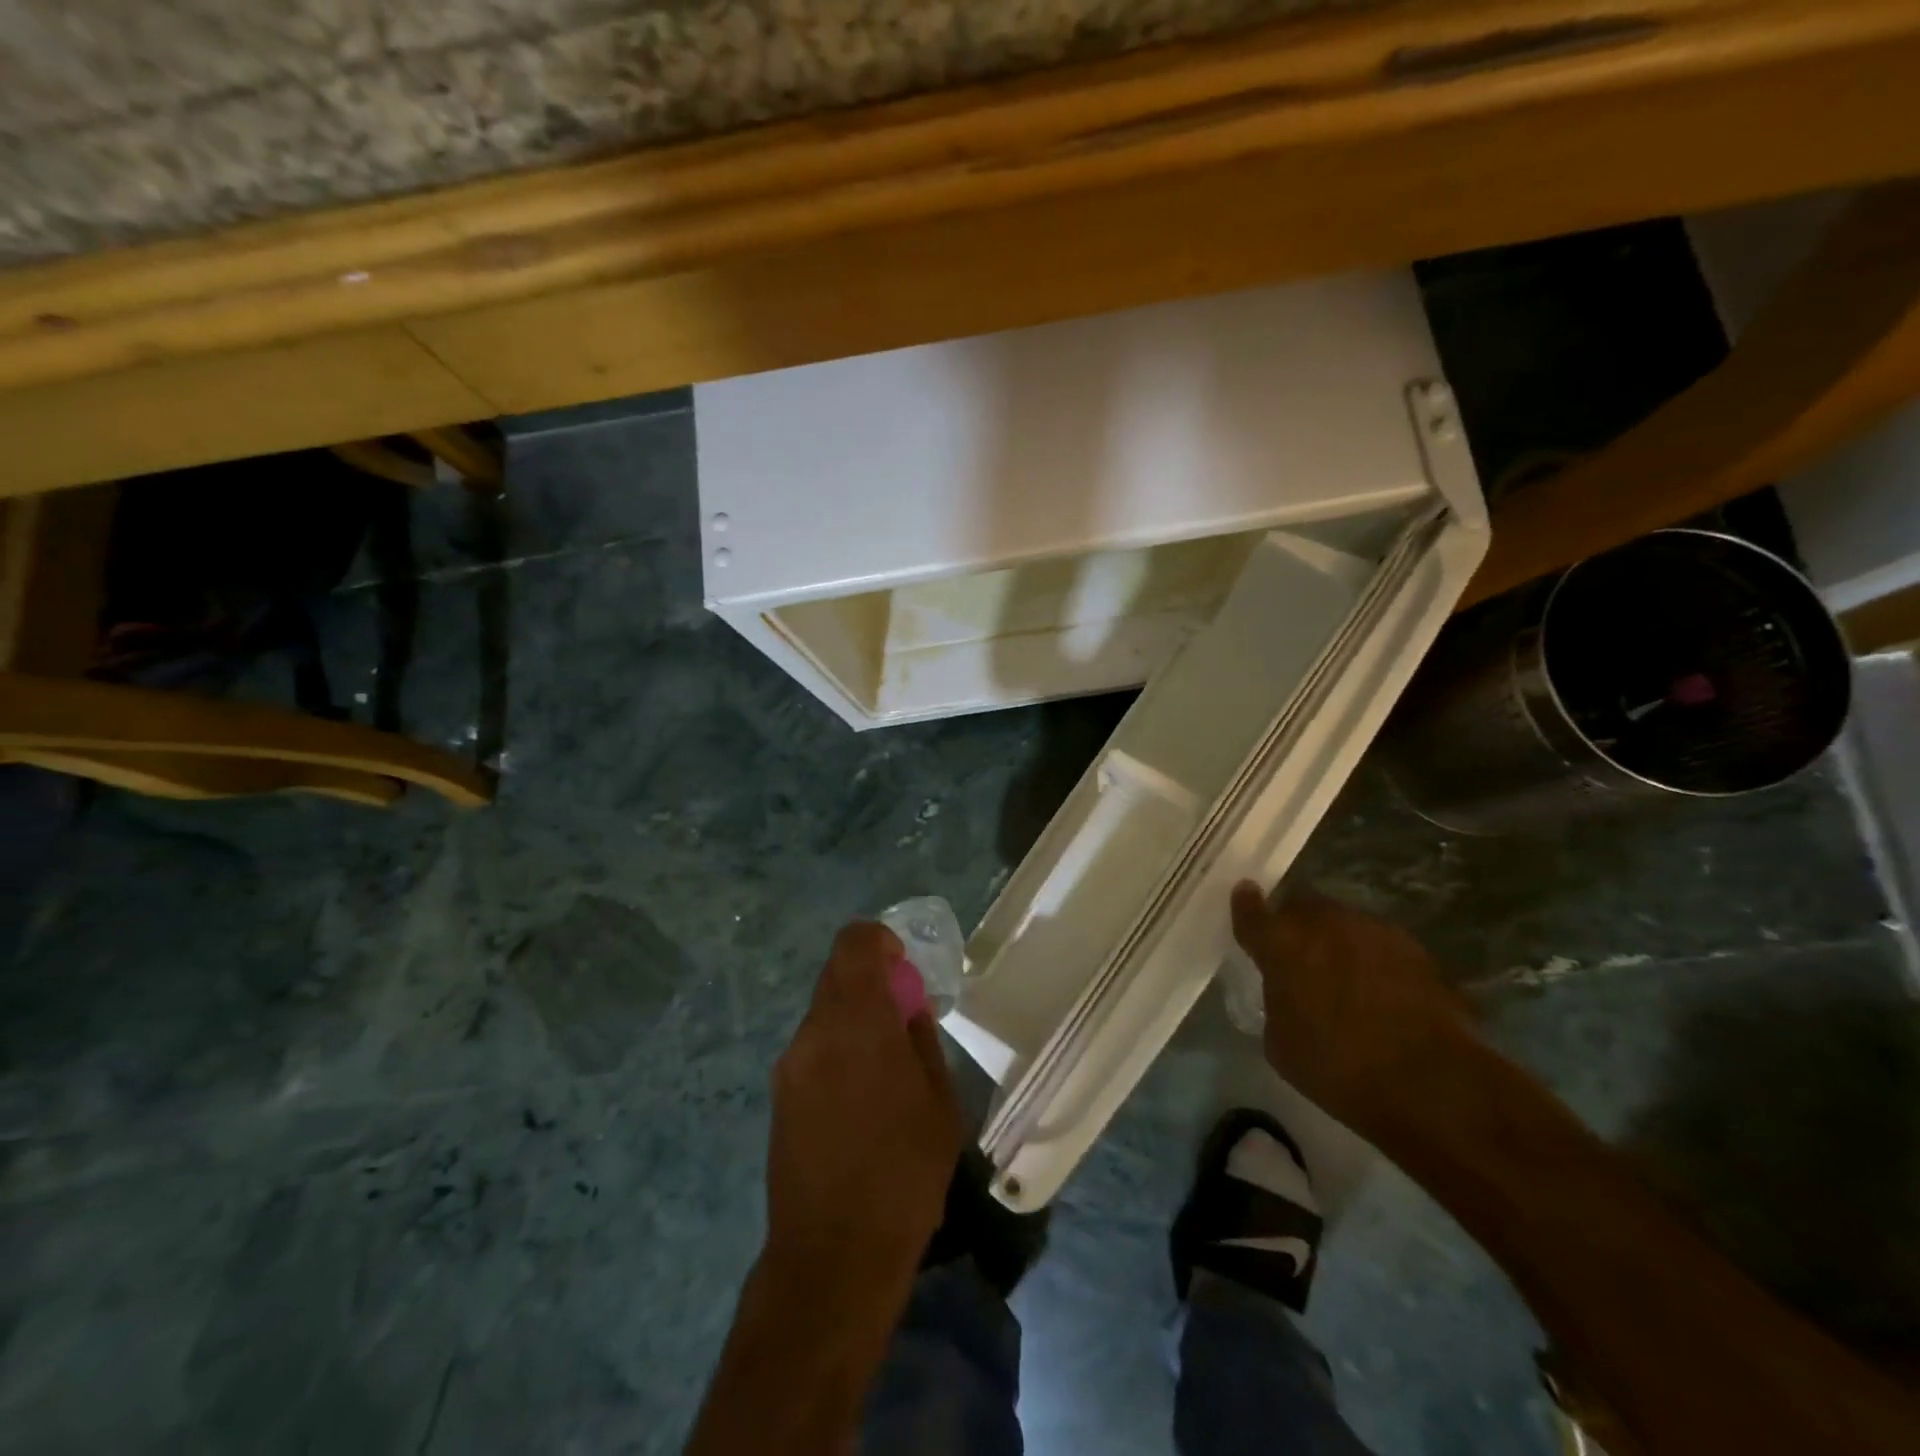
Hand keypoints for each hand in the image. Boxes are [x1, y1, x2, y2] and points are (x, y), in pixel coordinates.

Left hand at [765, 922, 964, 1290]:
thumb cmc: (903, 1174)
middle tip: (902, 1017)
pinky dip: (838, 1047)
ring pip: (824, 1012)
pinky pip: (812, 1048)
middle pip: (837, 975)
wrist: (832, 1256)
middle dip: (871, 981)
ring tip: (885, 1066)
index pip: (855, 943)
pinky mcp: (778, 1095)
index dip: (880, 941)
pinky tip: (860, 1096)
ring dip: (854, 1017)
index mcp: (858, 1022)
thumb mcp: (939, 1104)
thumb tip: (908, 1011)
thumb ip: (922, 1042)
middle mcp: (814, 1032)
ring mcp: (790, 1064)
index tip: (904, 968)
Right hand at [1229, 881, 1472, 1138]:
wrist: (1430, 1084)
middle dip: (1296, 925)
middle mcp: (1324, 923)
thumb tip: (1287, 990)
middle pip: (1301, 908)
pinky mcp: (1414, 948)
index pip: (1252, 911)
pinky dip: (1372, 960)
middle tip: (1298, 953)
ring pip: (1343, 922)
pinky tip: (1381, 991)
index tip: (1245, 897)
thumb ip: (1277, 1000)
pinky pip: (1378, 944)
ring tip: (1343, 974)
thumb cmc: (1338, 1069)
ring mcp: (1372, 930)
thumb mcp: (1281, 1042)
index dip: (1246, 905)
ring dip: (1336, 940)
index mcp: (1281, 944)